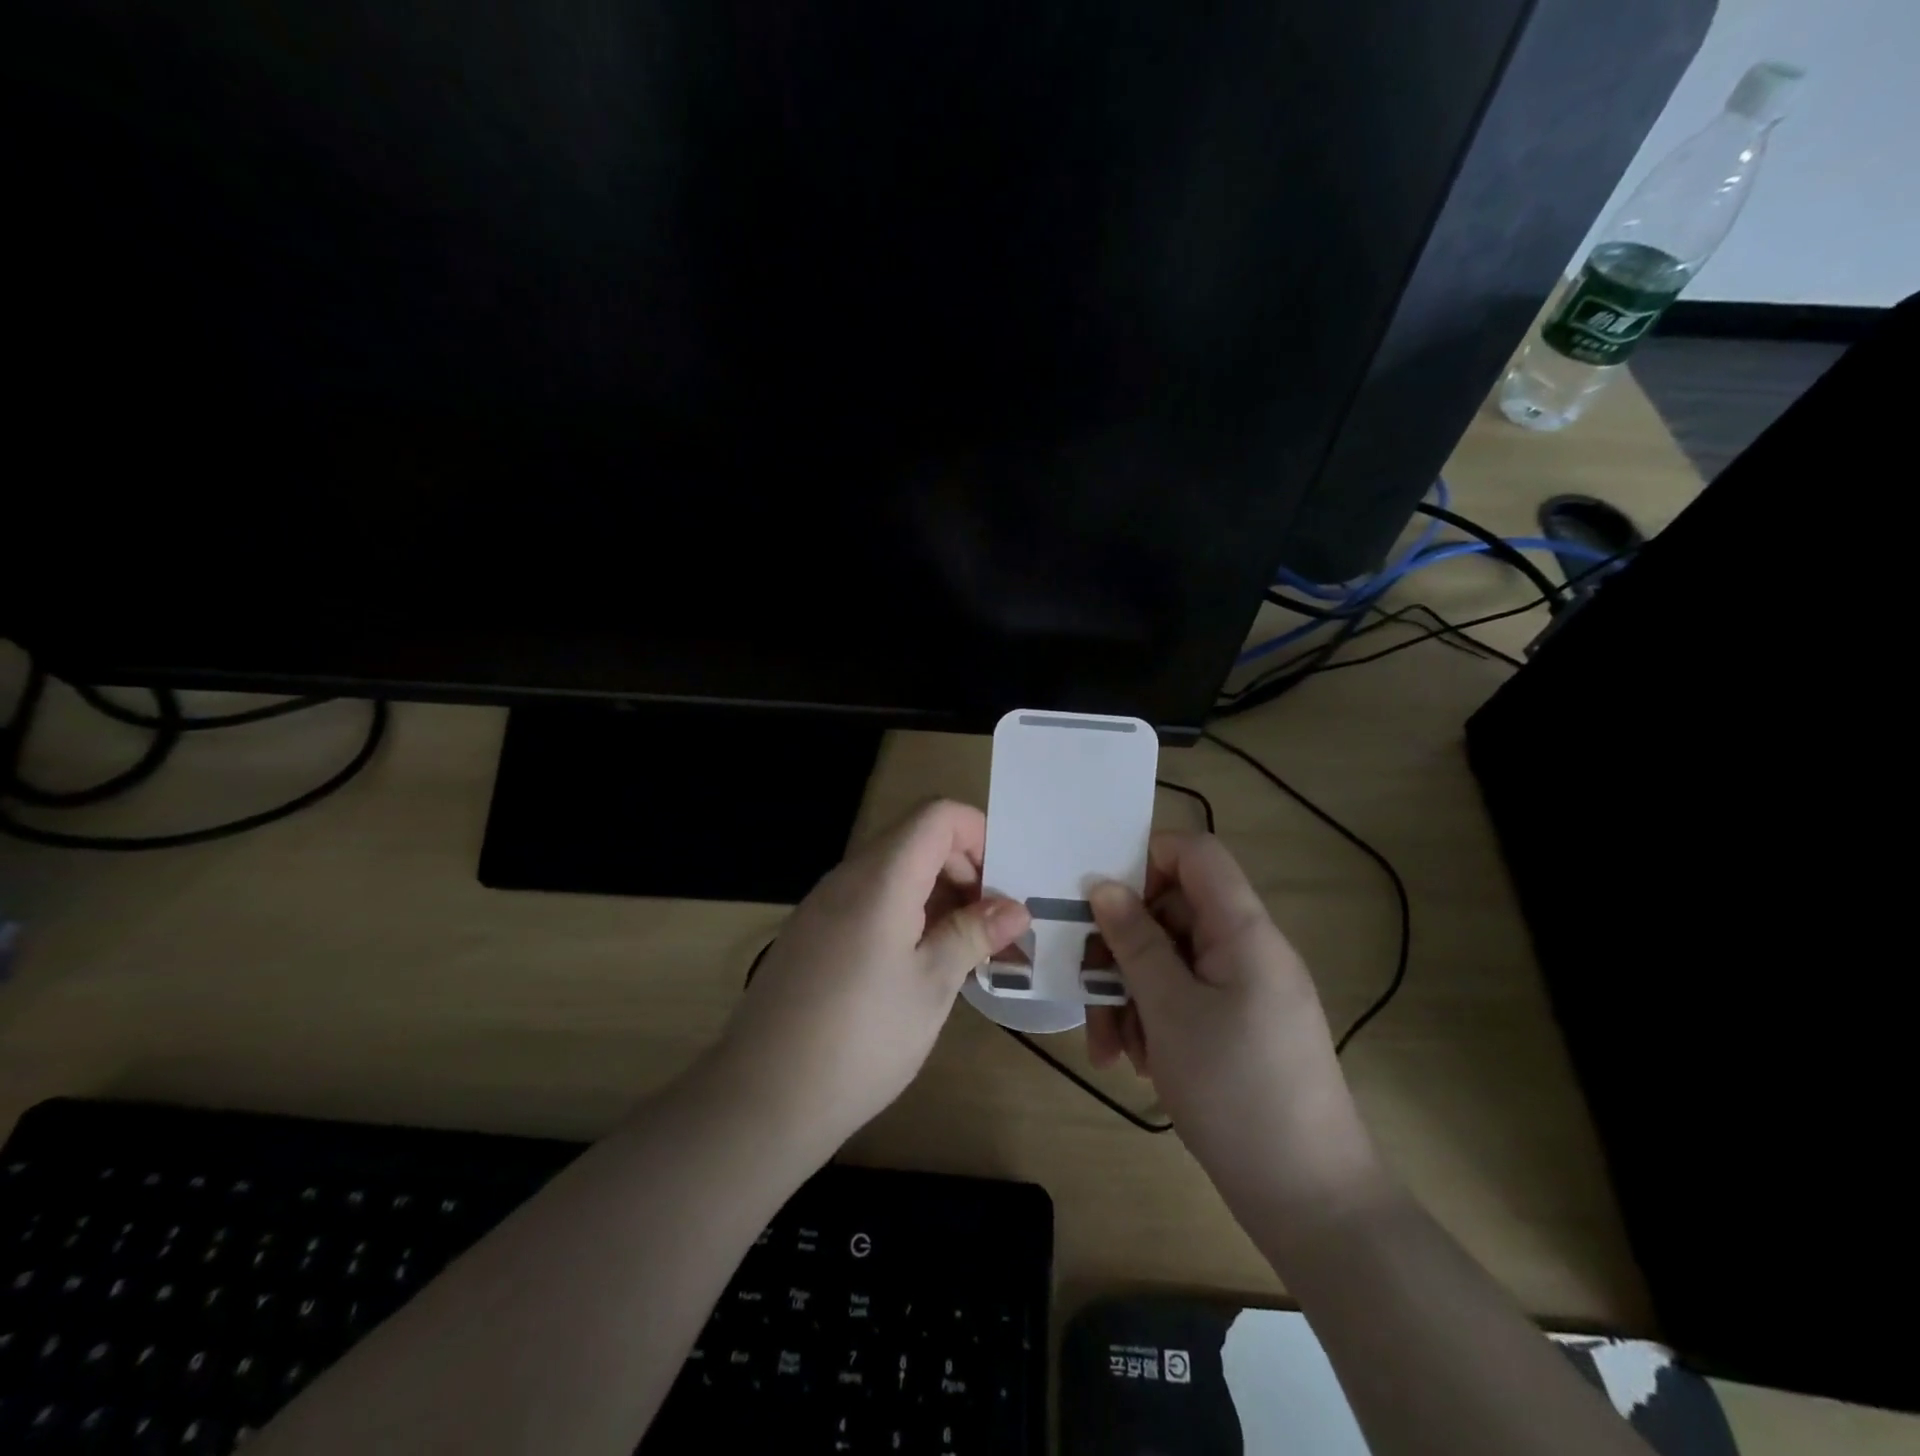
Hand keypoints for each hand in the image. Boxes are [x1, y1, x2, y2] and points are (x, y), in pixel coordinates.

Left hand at [707, 800, 1030, 1150]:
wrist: (762, 1098)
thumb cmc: (860, 1039)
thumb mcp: (931, 986)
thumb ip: (973, 934)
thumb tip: (1016, 908)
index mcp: (882, 878)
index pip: (937, 815)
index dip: (979, 835)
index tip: (1002, 887)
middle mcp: (848, 877)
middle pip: (916, 839)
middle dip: (964, 868)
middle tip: (992, 925)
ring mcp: (824, 904)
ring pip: (893, 871)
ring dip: (936, 895)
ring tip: (964, 949)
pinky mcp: (811, 933)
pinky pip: (868, 899)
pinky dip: (905, 913)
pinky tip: (918, 965)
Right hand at [1087, 832, 1385, 1226]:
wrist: (1310, 1199)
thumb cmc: (1235, 1090)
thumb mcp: (1169, 1010)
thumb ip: (1134, 940)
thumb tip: (1102, 885)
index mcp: (1243, 929)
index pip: (1195, 853)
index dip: (1144, 859)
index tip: (1098, 900)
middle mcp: (1247, 948)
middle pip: (1172, 912)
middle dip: (1123, 948)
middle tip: (1088, 990)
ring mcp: (1245, 988)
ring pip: (1170, 960)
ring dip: (1130, 994)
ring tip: (1111, 1048)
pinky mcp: (1239, 1025)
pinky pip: (1185, 998)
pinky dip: (1154, 1020)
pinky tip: (1137, 1062)